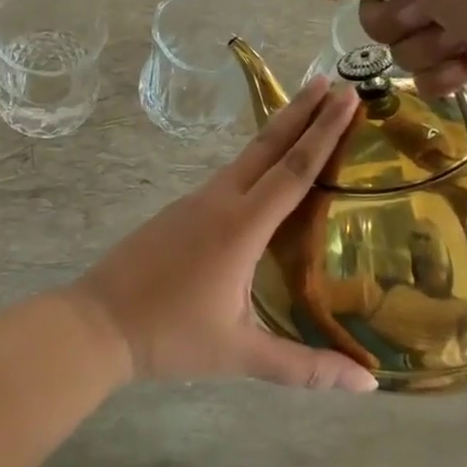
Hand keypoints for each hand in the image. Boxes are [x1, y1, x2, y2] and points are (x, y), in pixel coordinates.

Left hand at [71, 77, 376, 391]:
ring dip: (277, 130)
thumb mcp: (240, 354)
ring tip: (306, 112)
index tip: (345, 96)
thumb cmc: (170, 335)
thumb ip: (305, 368)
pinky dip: (256, 158)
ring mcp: (194, 201)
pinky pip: (227, 174)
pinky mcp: (179, 210)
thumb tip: (369, 385)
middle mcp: (219, 201)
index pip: (293, 169)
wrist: (97, 323)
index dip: (323, 132)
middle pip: (267, 145)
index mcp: (240, 226)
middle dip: (302, 111)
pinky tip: (264, 169)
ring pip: (245, 156)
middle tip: (331, 80)